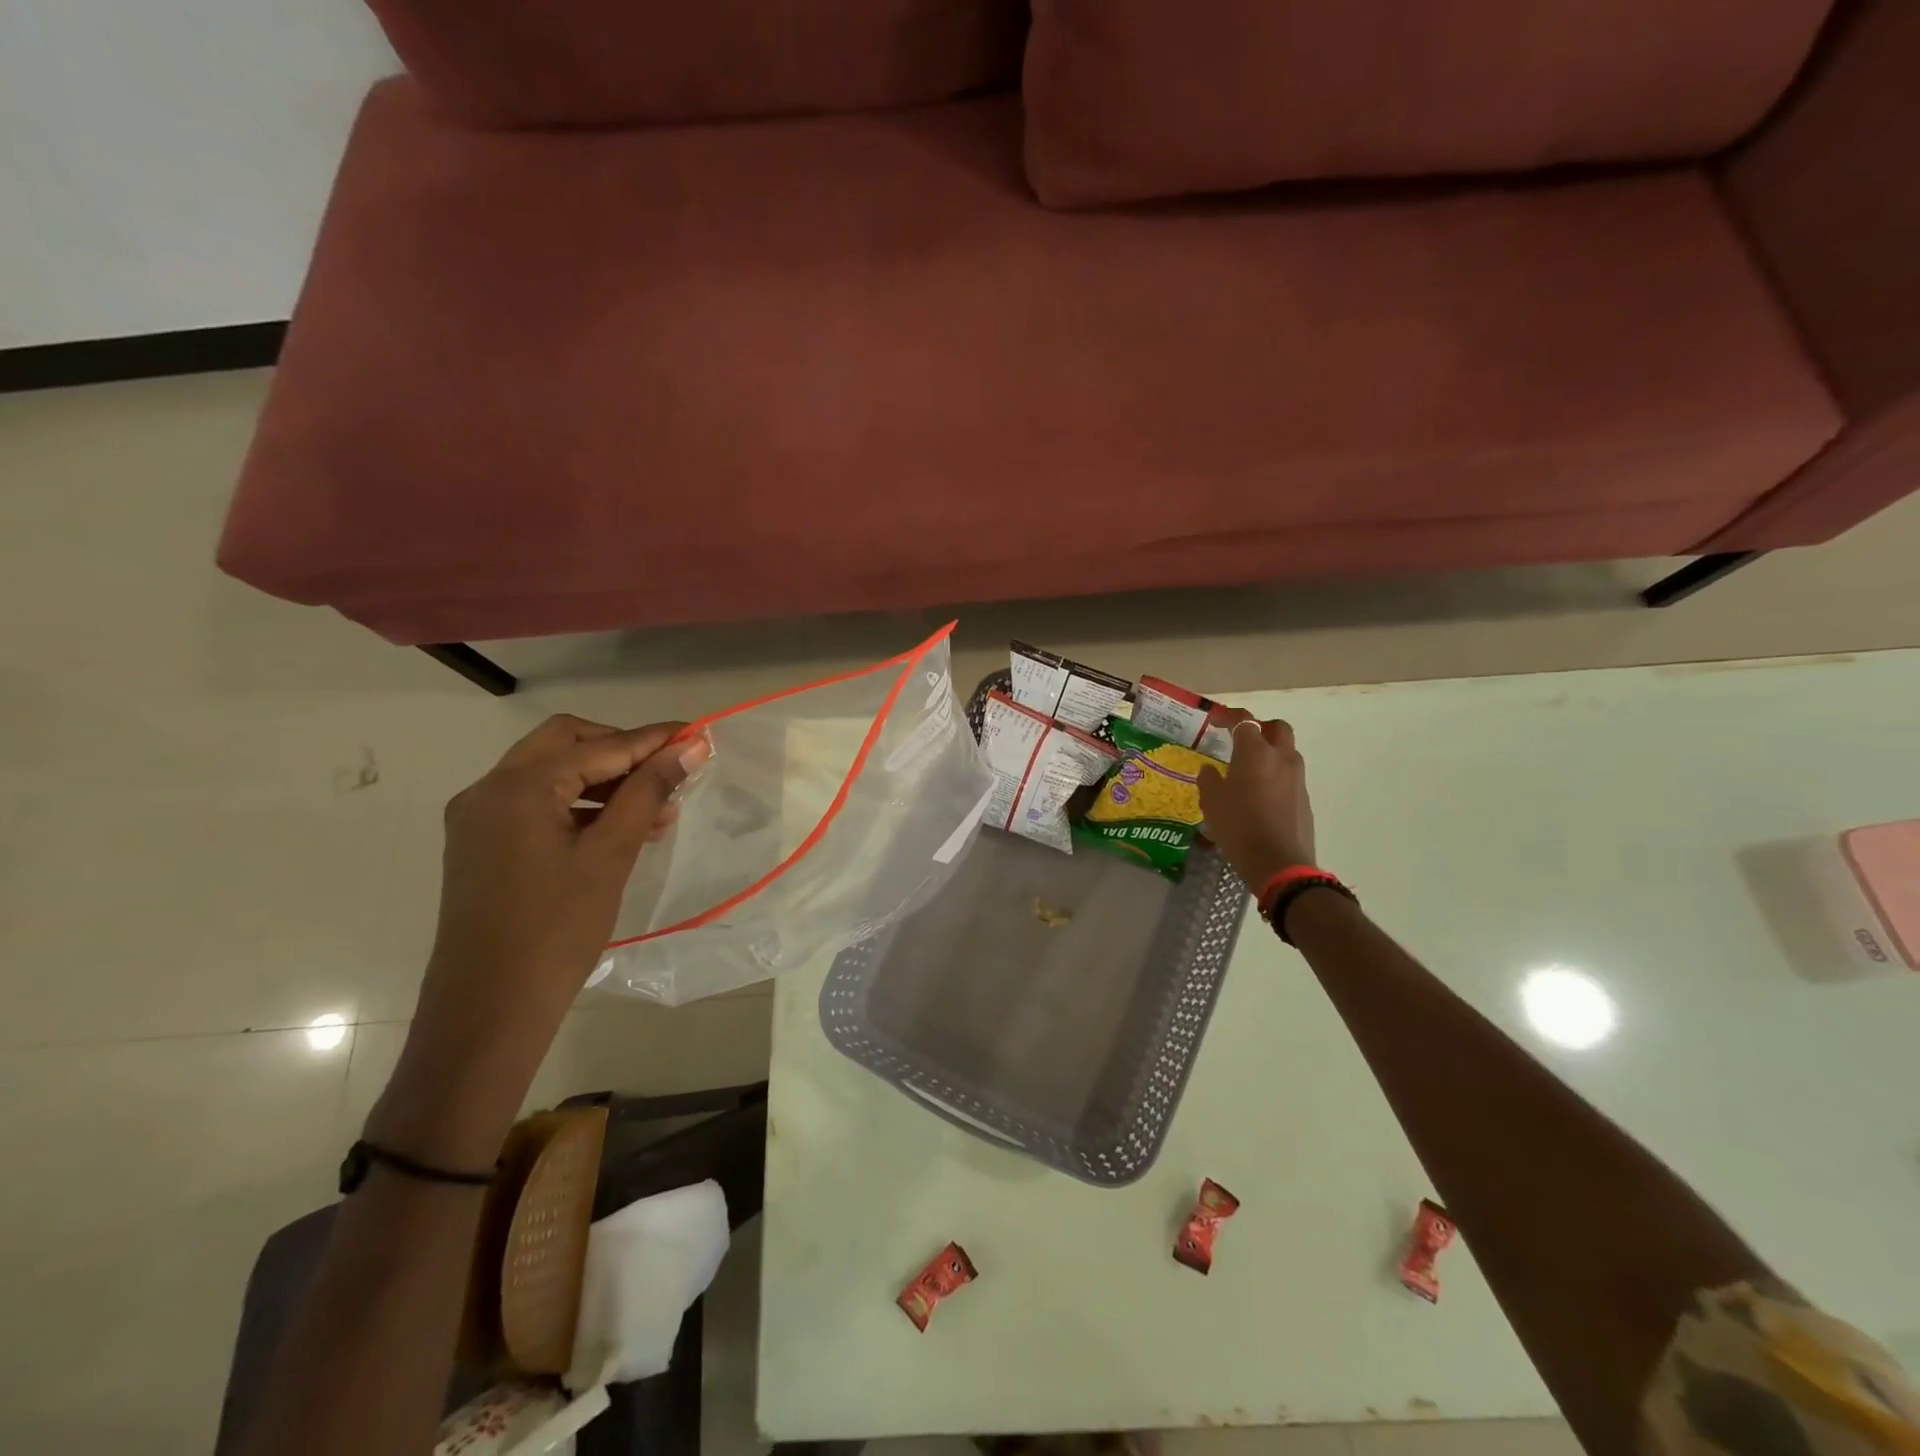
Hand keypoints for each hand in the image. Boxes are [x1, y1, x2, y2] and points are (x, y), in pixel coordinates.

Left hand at [371, 715, 708, 1163]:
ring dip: (604, 779)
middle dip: (621, 750)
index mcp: (517, 787)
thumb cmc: (557, 931)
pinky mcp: (483, 844)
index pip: (597, 747)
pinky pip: (537, 803)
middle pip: (566, 744)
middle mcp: (489, 790)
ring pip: (551, 773)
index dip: (652, 740)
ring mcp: (480, 818)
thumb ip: (649, 793)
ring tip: (658, 808)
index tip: (698, 736)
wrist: (488, 1011)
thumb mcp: (611, 856)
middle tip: (670, 769)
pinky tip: (620, 828)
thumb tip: (691, 746)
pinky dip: (580, 804)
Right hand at [1197, 718, 1316, 889]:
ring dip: (1270, 752)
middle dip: (1260, 728)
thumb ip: (1209, 780)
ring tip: (1249, 770)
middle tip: (1242, 739)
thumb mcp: (1212, 802)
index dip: (1229, 716)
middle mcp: (1281, 758)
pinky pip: (1289, 776)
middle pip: (1277, 728)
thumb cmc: (1239, 827)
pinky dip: (1275, 776)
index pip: (1245, 721)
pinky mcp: (1304, 799)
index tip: (1215, 720)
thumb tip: (1210, 770)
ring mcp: (1297, 778)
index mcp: (1255, 753)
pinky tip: (1259, 795)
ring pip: (1287, 752)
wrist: (1279, 863)